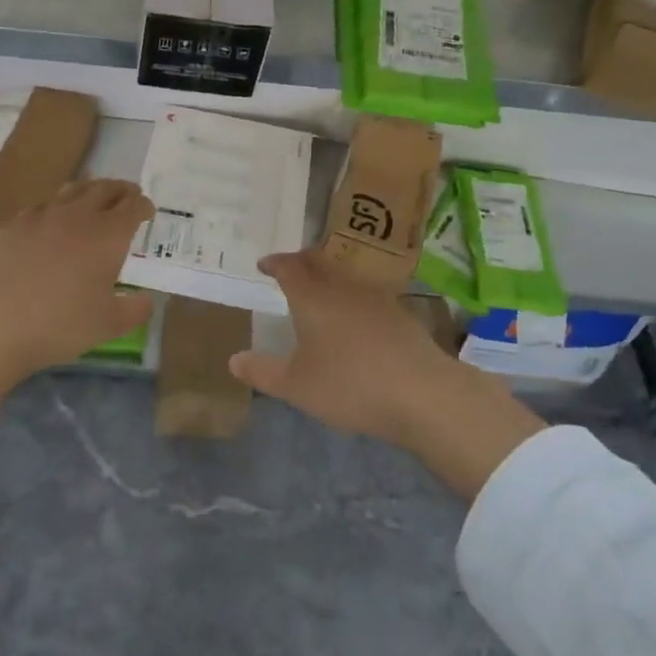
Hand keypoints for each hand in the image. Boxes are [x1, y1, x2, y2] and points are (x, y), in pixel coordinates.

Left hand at [0, 180, 153, 439]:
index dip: (144, 206)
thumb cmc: (58, 325)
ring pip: (70, 191)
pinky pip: (40, 208)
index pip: (133, 207)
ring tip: (92, 197)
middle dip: (120, 190)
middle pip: (104, 189)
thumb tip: (146, 300)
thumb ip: (134, 310)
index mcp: (107, 235)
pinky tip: (48, 223)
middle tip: (127, 194)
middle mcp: (77, 215)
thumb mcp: (108, 326)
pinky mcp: (11, 225)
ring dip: (88, 191)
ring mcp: (40, 216)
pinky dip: (54, 209)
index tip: (148, 210)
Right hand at [233, 251, 546, 498]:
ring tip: (320, 291)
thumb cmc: (349, 385)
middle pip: (319, 262)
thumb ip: (263, 371)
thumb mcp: (296, 386)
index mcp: (312, 297)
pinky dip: (353, 297)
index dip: (275, 263)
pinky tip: (356, 318)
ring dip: (329, 277)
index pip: (289, 267)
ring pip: (345, 276)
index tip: (264, 264)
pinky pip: (367, 294)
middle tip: (290, 269)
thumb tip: (233, 359)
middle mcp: (343, 287)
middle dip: (301, 262)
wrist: (422, 393)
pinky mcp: (401, 314)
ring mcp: (376, 298)